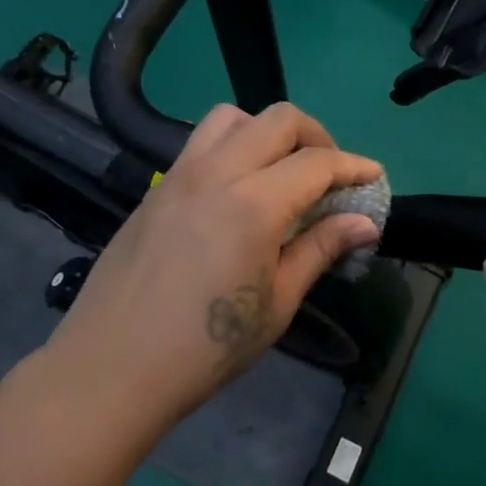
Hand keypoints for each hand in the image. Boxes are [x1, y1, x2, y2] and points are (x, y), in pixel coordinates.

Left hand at [49, 102, 382, 423]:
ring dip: (268, 131)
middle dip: (316, 137)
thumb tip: (364, 222)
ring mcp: (180, 174)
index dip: (353, 166)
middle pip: (278, 119)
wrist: (112, 367)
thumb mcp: (277, 303)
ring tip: (282, 172)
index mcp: (254, 203)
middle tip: (331, 173)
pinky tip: (238, 191)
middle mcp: (217, 172)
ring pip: (233, 117)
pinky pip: (202, 142)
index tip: (374, 177)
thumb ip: (320, 249)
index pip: (317, 163)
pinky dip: (234, 146)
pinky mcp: (157, 187)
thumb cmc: (206, 348)